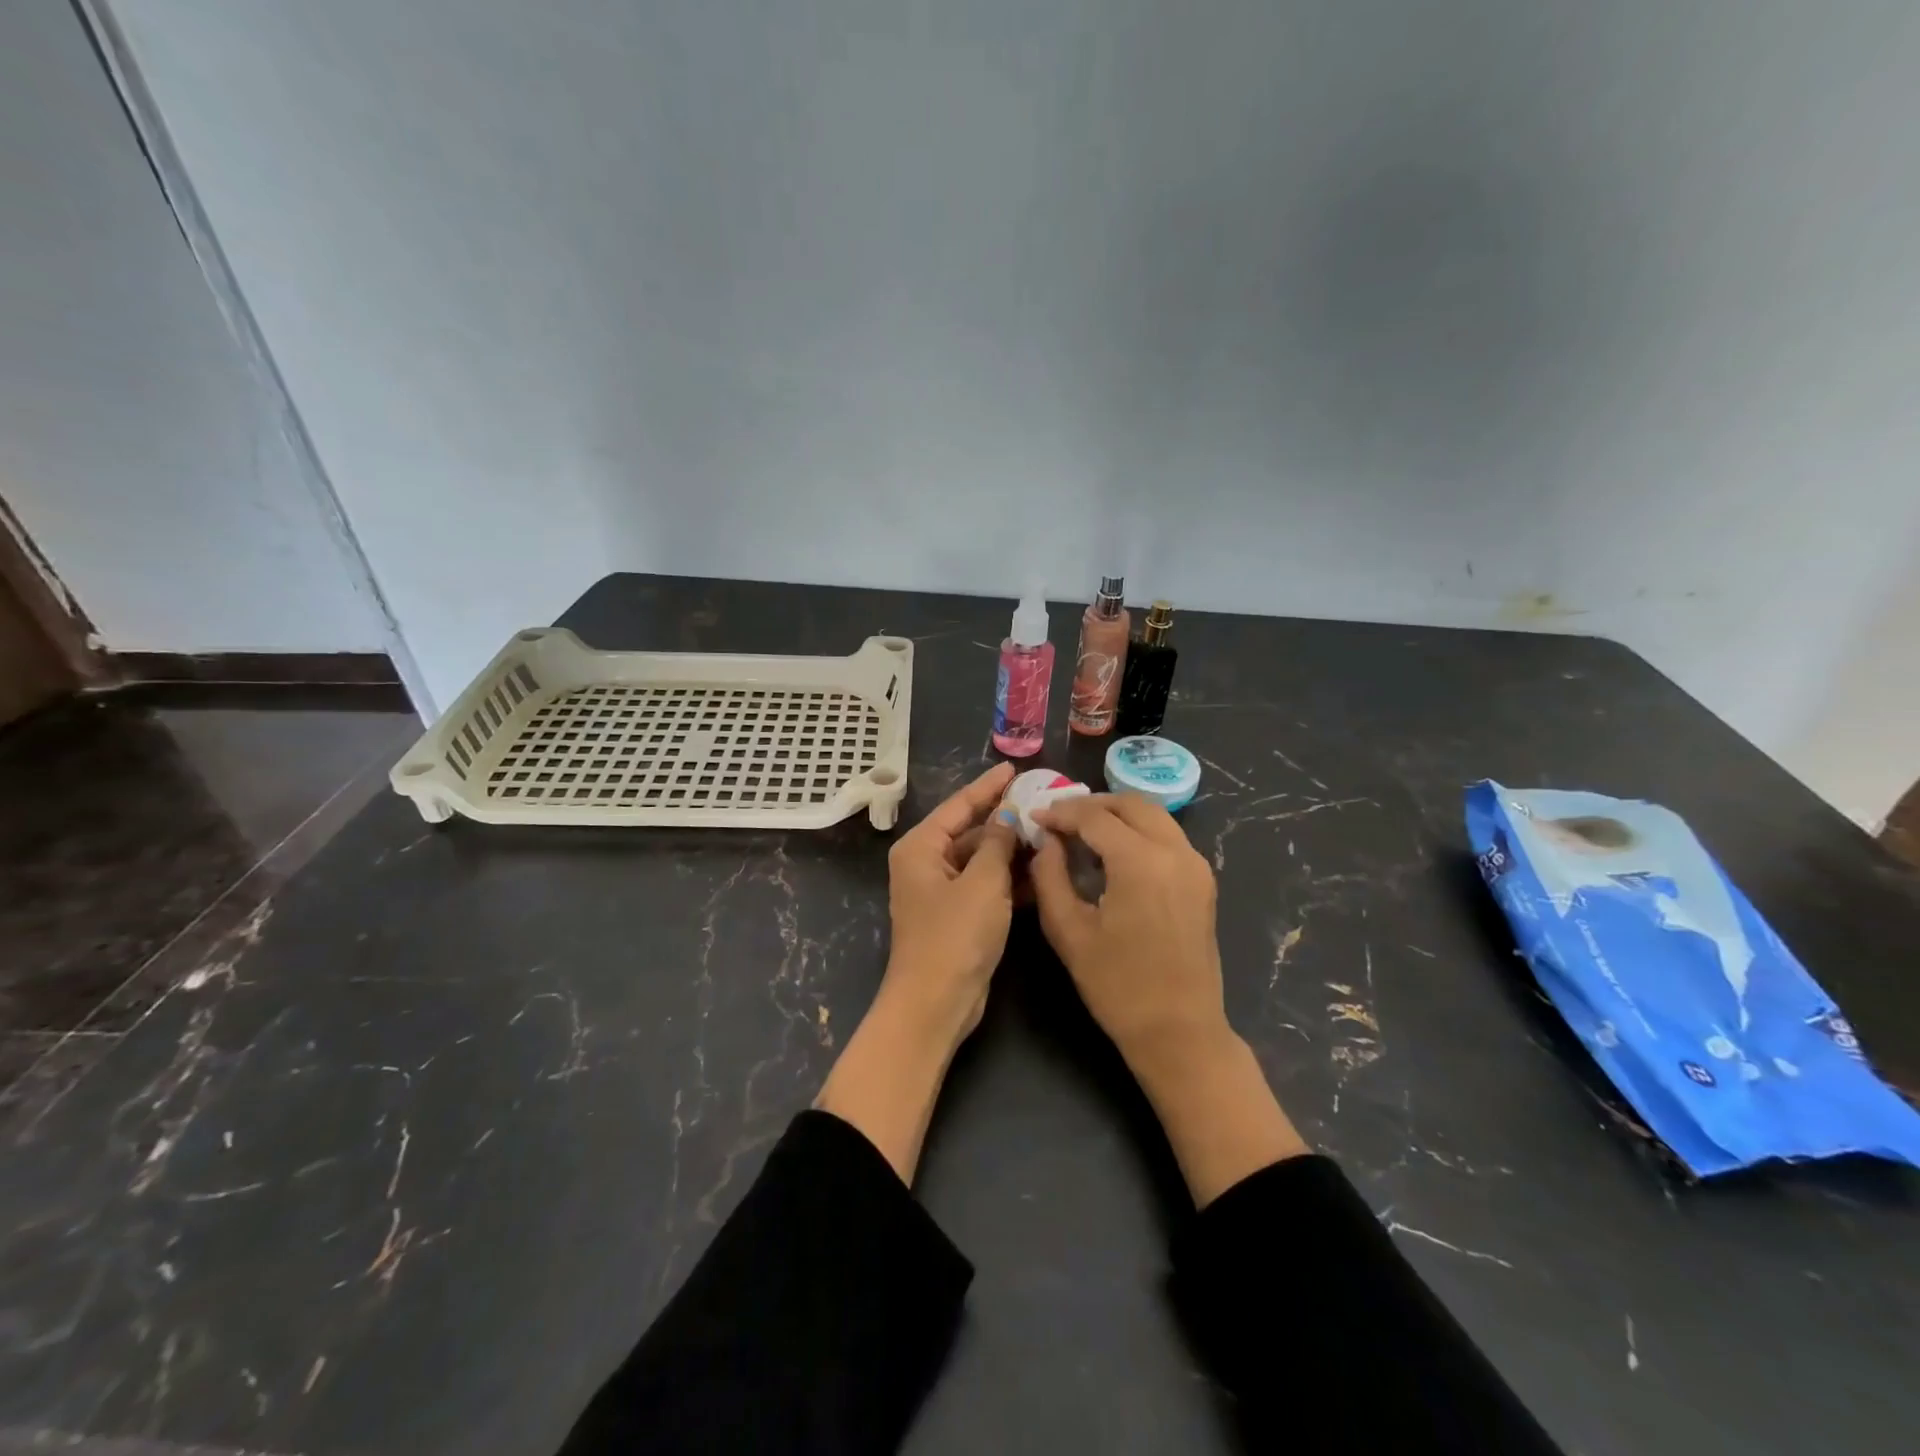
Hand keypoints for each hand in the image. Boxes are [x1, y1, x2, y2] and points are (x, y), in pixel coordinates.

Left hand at [814, 762, 1017, 1184]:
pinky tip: (1042, 870)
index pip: (959, 805)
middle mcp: (927, 863)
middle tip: (1043, 801)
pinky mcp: (958, 915)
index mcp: (921, 847)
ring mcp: (942, 891)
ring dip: (1011, 849)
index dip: (988, 786)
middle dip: (1005, 819)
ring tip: (1050, 831)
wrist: (936, 1002)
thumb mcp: (983, 882)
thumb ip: (998, 842)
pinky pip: (986, 884)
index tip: (1015, 768)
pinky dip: (1009, 878)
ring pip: (981, 859)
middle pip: (970, 830)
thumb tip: (1007, 815)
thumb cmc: (954, 935)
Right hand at [1032, 793, 1308, 1204]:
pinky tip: (1113, 851)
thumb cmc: (1117, 986)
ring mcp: (1195, 865)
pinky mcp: (1203, 880)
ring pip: (1153, 815)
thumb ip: (1049, 876)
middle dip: (1091, 805)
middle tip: (1058, 819)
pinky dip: (1138, 830)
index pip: (1094, 817)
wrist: (1179, 1032)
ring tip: (1082, 831)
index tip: (1035, 818)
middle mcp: (1175, 852)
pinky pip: (1167, 836)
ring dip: (1117, 814)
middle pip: (1130, 804)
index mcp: (1141, 862)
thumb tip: (1045, 842)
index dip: (1061, 813)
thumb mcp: (1068, 931)